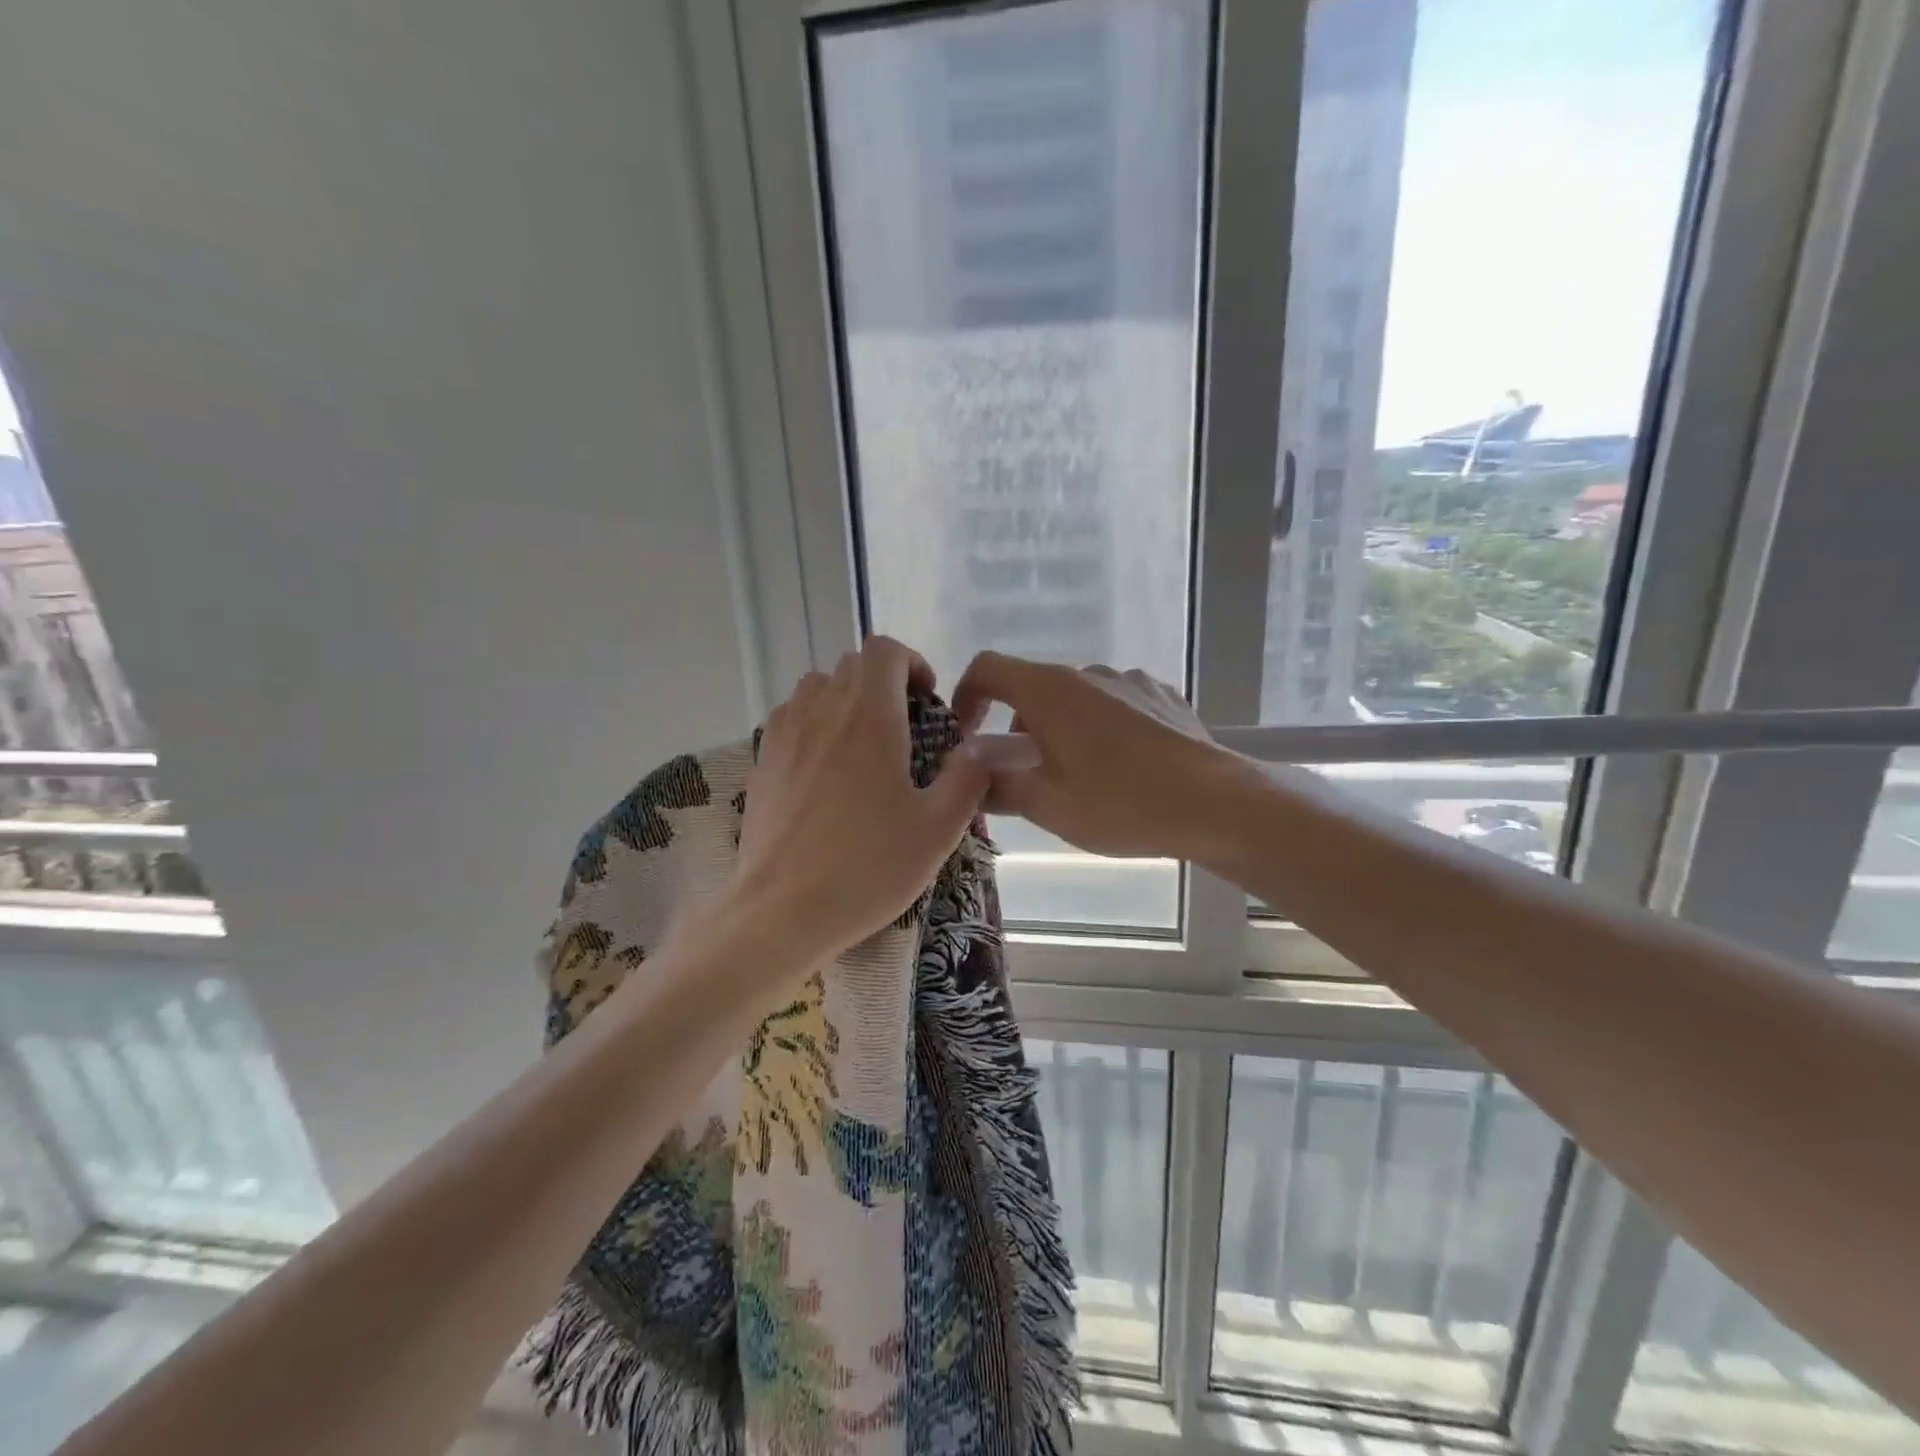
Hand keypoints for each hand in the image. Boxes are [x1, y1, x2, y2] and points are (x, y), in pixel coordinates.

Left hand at [733, 637, 988, 960]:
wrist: (784, 910)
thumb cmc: (869, 866)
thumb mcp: (938, 828)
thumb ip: (967, 778)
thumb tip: (980, 749)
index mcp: (869, 716)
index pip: (883, 651)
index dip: (911, 662)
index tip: (926, 701)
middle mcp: (822, 711)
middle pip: (851, 666)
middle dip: (883, 683)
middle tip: (903, 728)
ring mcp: (784, 735)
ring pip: (815, 687)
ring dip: (844, 699)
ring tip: (862, 744)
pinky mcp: (761, 762)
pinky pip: (789, 719)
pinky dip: (812, 724)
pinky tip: (825, 769)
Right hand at [951, 654, 1241, 859]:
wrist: (1216, 803)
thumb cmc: (1120, 803)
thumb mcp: (1047, 805)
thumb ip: (998, 784)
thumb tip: (972, 773)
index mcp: (1049, 690)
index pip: (988, 668)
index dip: (966, 695)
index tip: (966, 734)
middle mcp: (1087, 673)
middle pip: (1033, 689)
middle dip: (1018, 729)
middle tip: (1026, 777)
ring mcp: (1129, 680)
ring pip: (1075, 699)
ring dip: (1061, 730)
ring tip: (1078, 780)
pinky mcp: (1163, 696)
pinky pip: (1114, 706)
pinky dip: (1100, 729)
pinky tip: (1122, 770)